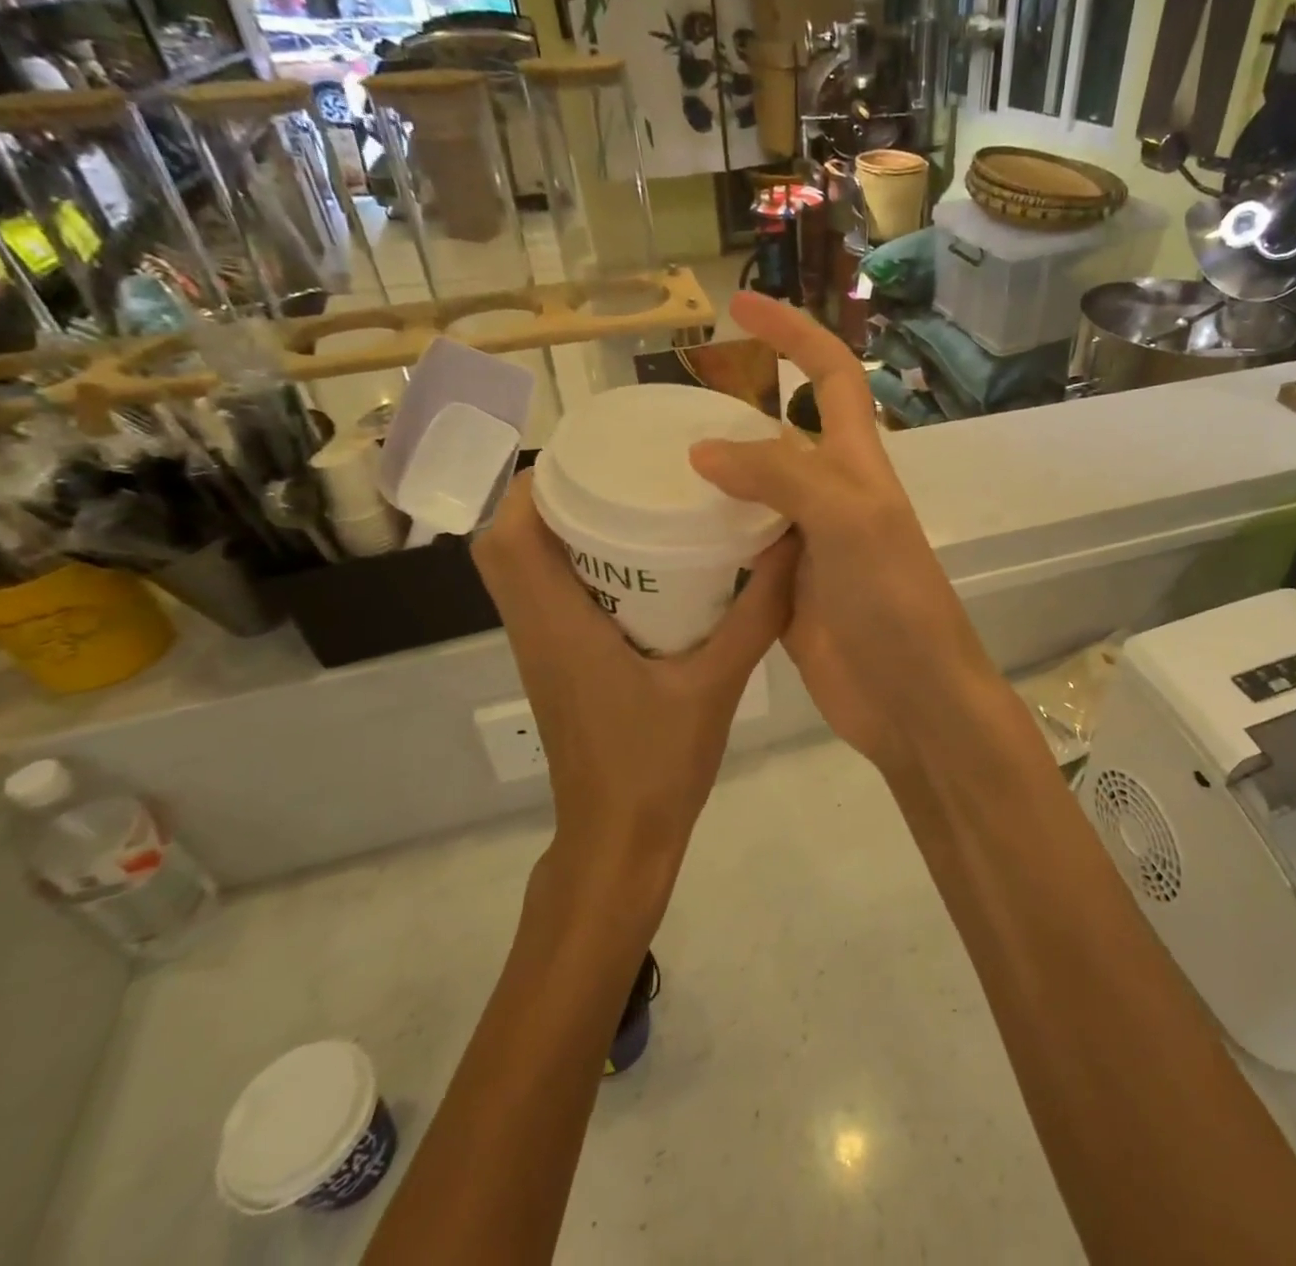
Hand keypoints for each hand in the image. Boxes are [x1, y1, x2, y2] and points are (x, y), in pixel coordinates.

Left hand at [472, 470, 797, 867]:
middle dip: (547, 497)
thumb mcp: (718, 684)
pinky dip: (569, 564)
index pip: (510, 536)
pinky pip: (542, 596)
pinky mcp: (554, 666)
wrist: (619, 841)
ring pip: (520, 570)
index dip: (535, 484)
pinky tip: (633, 565)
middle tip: (616, 473)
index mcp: (559, 625)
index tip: (591, 454)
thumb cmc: (658, 764)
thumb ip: (757, 613)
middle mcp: (534, 630)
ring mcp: (539, 651)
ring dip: (555, 529)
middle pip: (504, 544)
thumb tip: (790, 545)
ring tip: (624, 502)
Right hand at [688, 293, 991, 777]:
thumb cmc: (894, 603)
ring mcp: (808, 548)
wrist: (911, 699)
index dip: (792, 334)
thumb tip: (704, 449)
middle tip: (662, 410)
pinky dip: (709, 541)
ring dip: (712, 480)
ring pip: (754, 497)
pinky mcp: (786, 594)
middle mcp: (833, 498)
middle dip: (733, 410)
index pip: (830, 377)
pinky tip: (664, 539)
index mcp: (858, 466)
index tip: (738, 306)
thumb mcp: (849, 521)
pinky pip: (741, 553)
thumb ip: (782, 476)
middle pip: (781, 436)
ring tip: (646, 469)